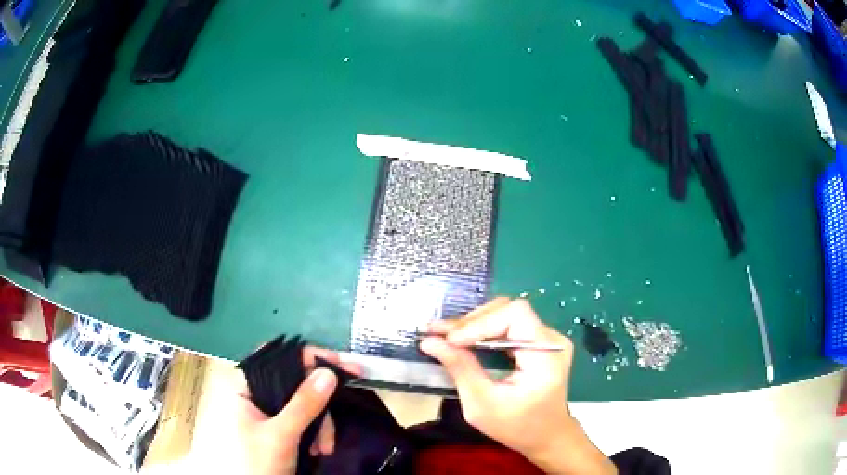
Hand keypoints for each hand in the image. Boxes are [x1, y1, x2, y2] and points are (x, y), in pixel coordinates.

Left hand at [231, 346, 360, 474]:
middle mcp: (258, 396)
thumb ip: (303, 405)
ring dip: (322, 425)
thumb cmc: (258, 463)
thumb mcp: (281, 435)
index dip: (307, 356)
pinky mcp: (284, 429)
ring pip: (306, 404)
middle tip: (349, 394)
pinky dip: (318, 434)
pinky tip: (321, 450)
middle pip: (296, 383)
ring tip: (325, 448)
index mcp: (246, 389)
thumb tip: (329, 372)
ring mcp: (271, 414)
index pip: (276, 359)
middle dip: (320, 402)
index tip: (338, 363)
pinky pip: (307, 421)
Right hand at [421, 298, 615, 474]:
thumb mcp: (481, 405)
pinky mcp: (540, 342)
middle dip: (473, 321)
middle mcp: (552, 339)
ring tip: (449, 337)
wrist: (546, 436)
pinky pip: (510, 324)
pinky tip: (466, 340)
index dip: (479, 323)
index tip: (448, 340)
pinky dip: (485, 329)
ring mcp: (548, 338)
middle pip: (510, 309)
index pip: (514, 315)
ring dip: (476, 323)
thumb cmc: (516, 427)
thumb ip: (460, 369)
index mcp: (546, 356)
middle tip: (441, 335)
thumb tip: (429, 341)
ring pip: (508, 312)